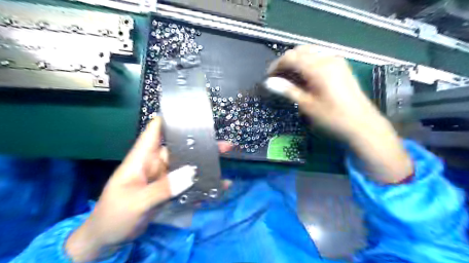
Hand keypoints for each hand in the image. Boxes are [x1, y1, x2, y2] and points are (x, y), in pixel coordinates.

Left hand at [65, 117, 233, 262]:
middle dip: (200, 145)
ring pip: (186, 166)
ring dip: (204, 165)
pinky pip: (187, 184)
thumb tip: (191, 173)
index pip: (154, 132)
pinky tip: (216, 187)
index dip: (169, 120)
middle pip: (179, 149)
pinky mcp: (169, 190)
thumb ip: (163, 188)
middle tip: (223, 145)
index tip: (190, 114)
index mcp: (142, 159)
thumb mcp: (136, 202)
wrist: (109, 239)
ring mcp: (164, 178)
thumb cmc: (114, 216)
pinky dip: (200, 185)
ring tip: (223, 163)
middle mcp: (155, 164)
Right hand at [267, 45, 379, 140]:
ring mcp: (336, 61)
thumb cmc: (332, 117)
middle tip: (278, 77)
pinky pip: (319, 57)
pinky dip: (308, 63)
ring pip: (310, 52)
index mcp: (318, 68)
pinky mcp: (341, 66)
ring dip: (297, 61)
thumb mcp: (307, 105)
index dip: (277, 65)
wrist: (362, 124)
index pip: (291, 57)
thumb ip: (288, 90)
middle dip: (286, 61)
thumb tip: (269, 83)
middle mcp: (327, 58)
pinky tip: (305, 76)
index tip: (269, 77)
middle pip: (300, 51)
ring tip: (289, 77)